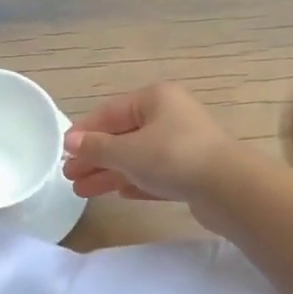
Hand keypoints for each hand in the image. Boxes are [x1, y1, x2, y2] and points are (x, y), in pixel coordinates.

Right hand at [62, 82, 238, 204]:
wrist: (229, 188)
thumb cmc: (173, 158)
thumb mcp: (127, 151)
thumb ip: (96, 147)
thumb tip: (71, 141)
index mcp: (155, 99)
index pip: (110, 112)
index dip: (84, 132)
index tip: (63, 151)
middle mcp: (170, 116)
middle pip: (123, 136)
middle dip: (95, 157)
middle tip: (70, 177)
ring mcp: (183, 145)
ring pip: (138, 158)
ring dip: (110, 173)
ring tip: (83, 192)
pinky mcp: (192, 173)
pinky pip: (156, 175)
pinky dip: (136, 182)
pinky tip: (119, 195)